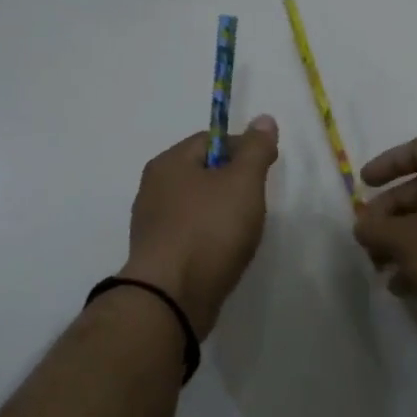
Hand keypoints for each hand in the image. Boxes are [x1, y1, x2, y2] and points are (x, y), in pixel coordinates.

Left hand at [121, 117, 279, 335]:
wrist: (172, 297)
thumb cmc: (209, 230)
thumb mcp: (243, 182)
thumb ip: (256, 150)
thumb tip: (264, 119)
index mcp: (169, 163)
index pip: (210, 139)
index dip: (242, 149)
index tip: (265, 169)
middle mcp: (153, 188)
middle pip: (202, 172)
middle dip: (233, 184)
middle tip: (256, 203)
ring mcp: (152, 224)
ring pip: (196, 206)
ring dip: (222, 213)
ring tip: (243, 232)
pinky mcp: (157, 255)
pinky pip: (190, 234)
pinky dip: (209, 238)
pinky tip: (224, 253)